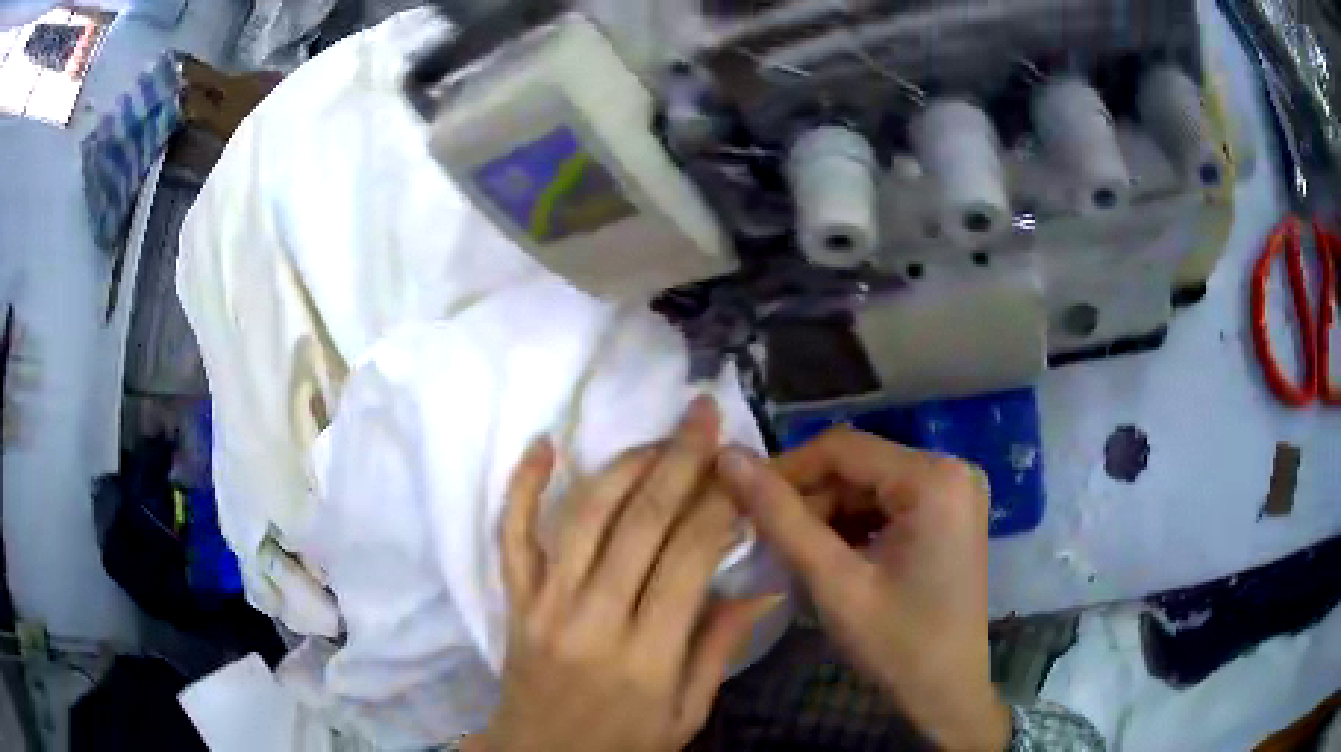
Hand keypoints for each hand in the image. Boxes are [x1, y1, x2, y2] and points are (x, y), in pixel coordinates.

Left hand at [481, 396, 774, 751]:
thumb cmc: (623, 745)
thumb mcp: (687, 714)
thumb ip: (719, 649)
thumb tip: (761, 589)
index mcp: (647, 655)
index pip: (688, 558)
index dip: (719, 506)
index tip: (742, 470)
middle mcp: (593, 619)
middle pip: (640, 522)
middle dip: (680, 460)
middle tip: (704, 415)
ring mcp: (545, 604)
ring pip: (584, 516)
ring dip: (623, 464)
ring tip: (658, 436)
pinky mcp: (514, 600)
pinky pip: (511, 535)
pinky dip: (521, 486)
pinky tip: (543, 446)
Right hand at [716, 428, 1010, 751]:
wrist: (947, 692)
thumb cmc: (896, 644)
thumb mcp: (834, 583)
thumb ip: (781, 519)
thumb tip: (727, 457)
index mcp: (935, 479)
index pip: (843, 447)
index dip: (785, 469)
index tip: (741, 499)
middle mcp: (952, 469)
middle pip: (858, 465)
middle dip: (809, 498)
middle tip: (766, 537)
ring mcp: (954, 491)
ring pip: (869, 484)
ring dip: (827, 513)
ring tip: (794, 552)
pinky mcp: (949, 513)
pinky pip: (888, 502)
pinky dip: (853, 524)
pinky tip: (832, 557)